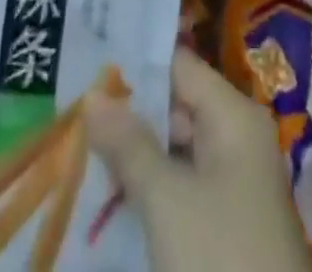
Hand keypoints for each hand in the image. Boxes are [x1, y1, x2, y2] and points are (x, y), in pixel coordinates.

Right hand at [86, 48, 310, 271]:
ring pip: (175, 152)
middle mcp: (237, 138)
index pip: (181, 67)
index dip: (136, 64)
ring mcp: (233, 184)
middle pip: (177, 108)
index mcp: (234, 116)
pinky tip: (108, 195)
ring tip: (79, 147)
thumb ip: (129, 145)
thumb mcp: (167, 200)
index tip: (90, 60)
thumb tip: (93, 95)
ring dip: (134, 154)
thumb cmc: (220, 258)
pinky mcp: (224, 225)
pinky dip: (148, 189)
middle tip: (75, 109)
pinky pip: (181, 189)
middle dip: (128, 113)